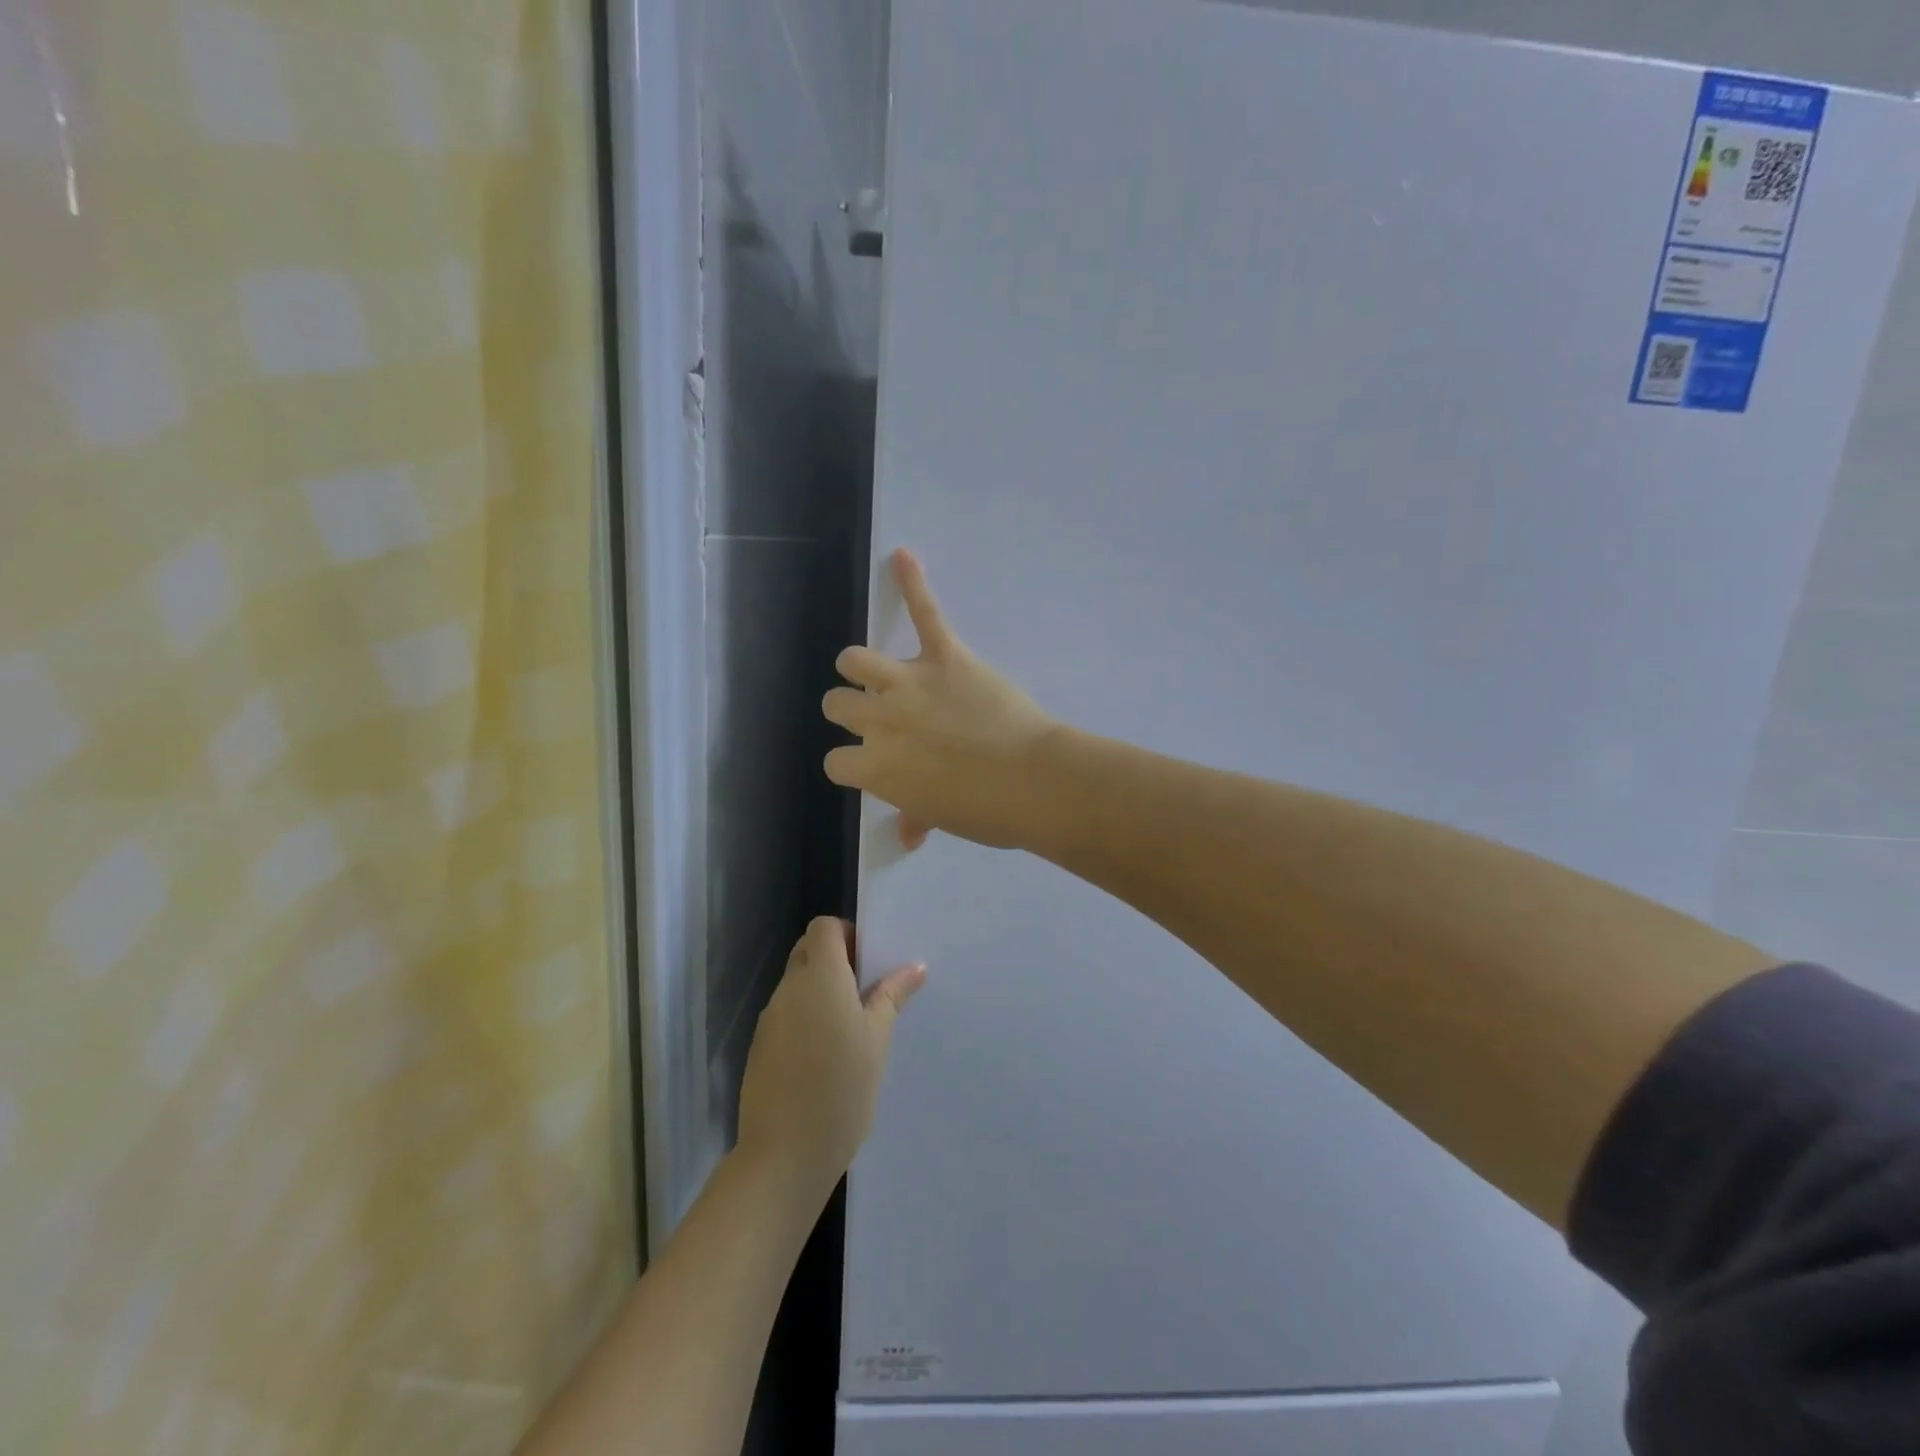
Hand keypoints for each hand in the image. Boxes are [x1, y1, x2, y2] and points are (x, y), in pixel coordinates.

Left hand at [736, 918, 925, 1198]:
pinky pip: (787, 1013)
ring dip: (821, 990)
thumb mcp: (877, 1040)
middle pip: (808, 950)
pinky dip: (806, 1017)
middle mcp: (790, 989)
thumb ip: (891, 996)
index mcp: (820, 977)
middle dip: (836, 959)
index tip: (870, 962)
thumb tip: (914, 966)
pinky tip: (826, 1054)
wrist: (785, 1154)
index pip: (824, 927)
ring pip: (797, 983)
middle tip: (866, 991)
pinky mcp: (761, 1046)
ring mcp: (771, 1018)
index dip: (847, 934)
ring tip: (851, 1027)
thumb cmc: (842, 1089)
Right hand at [824, 549, 1060, 849]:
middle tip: (881, 718)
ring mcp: (909, 684)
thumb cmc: (988, 811)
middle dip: (851, 711)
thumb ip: (916, 816)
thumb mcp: (944, 818)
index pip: (836, 762)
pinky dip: (913, 583)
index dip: (854, 763)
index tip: (875, 765)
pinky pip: (924, 613)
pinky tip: (903, 557)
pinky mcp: (945, 656)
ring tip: (878, 671)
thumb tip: (907, 836)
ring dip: (861, 666)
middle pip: (837, 705)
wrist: (1035, 781)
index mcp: (875, 768)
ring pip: (856, 660)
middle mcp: (880, 721)